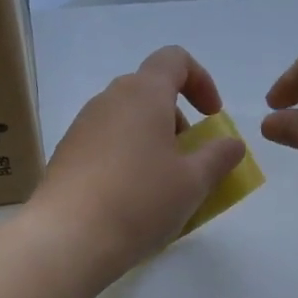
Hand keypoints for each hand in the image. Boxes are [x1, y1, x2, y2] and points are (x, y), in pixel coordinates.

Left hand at [27, 46, 246, 283]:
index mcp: (143, 93)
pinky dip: (127, 161)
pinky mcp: (66, 155)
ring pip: (126, 122)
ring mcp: (82, 127)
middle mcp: (108, 100)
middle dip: (177, 122)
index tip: (212, 117)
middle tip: (190, 162)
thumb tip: (231, 144)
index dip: (201, 81)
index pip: (174, 60)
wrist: (68, 238)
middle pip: (150, 93)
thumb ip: (219, 157)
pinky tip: (131, 202)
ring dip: (152, 144)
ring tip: (163, 188)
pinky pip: (106, 146)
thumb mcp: (193, 182)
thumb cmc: (140, 201)